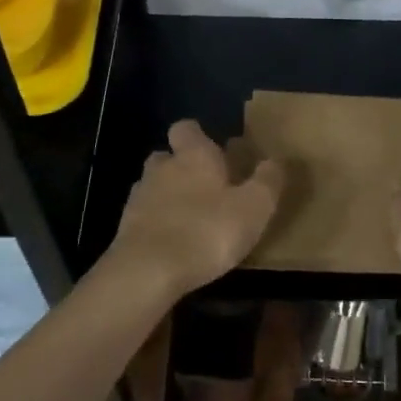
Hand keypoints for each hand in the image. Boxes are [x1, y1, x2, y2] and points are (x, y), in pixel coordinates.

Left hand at [105, 119, 283, 298]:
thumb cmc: (207, 231)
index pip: (187, 128)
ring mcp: (139, 198)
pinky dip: (158, 224)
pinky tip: (173, 243)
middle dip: (183, 167)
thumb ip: (268, 181)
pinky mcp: (125, 228)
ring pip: (153, 186)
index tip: (216, 153)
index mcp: (194, 155)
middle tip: (207, 188)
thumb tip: (275, 161)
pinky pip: (144, 217)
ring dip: (169, 196)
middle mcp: (162, 168)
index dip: (199, 137)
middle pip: (167, 157)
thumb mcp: (255, 207)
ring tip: (192, 219)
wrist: (147, 272)